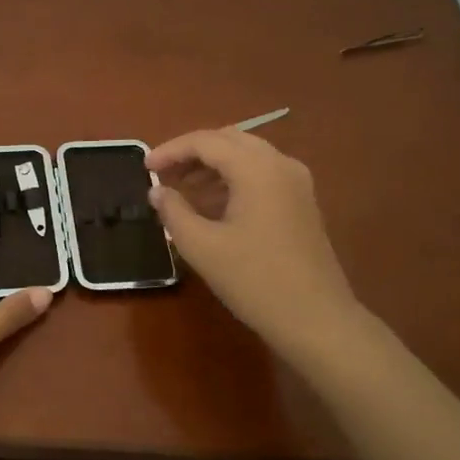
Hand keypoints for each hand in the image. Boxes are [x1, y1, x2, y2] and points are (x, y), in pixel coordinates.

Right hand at [146, 128, 360, 357]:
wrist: (315, 318)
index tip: (144, 167)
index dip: (171, 150)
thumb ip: (174, 211)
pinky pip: (262, 174)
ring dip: (212, 166)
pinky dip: (233, 179)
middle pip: (229, 140)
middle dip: (192, 153)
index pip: (206, 141)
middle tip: (162, 174)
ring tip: (181, 190)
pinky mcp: (302, 202)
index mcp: (257, 168)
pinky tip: (212, 205)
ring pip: (247, 156)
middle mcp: (280, 164)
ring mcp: (296, 182)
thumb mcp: (202, 247)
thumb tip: (157, 191)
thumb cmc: (254, 280)